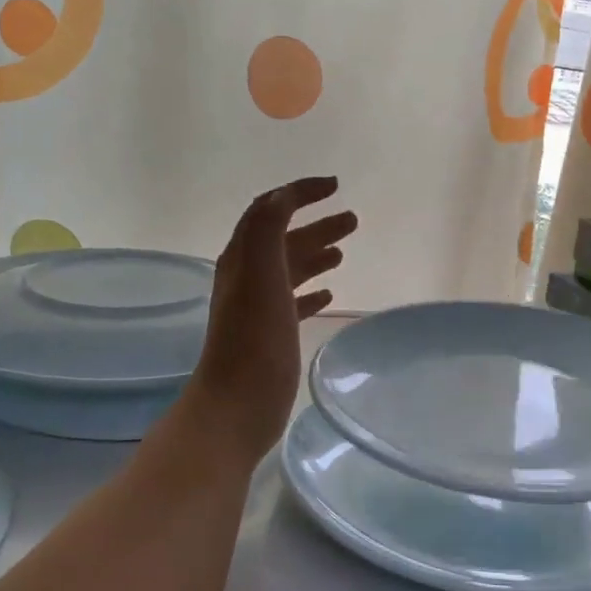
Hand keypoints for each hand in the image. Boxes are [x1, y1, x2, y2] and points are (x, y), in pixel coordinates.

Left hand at [187, 177, 356, 458]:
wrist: (237, 404)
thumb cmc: (253, 338)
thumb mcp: (260, 273)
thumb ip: (268, 228)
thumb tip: (283, 195)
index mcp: (243, 258)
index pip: (270, 210)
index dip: (300, 193)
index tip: (335, 186)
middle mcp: (248, 277)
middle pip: (284, 239)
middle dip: (316, 224)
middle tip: (353, 219)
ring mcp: (259, 308)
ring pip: (291, 269)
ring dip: (316, 254)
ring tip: (343, 252)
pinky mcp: (272, 335)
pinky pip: (294, 302)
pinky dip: (311, 291)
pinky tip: (329, 294)